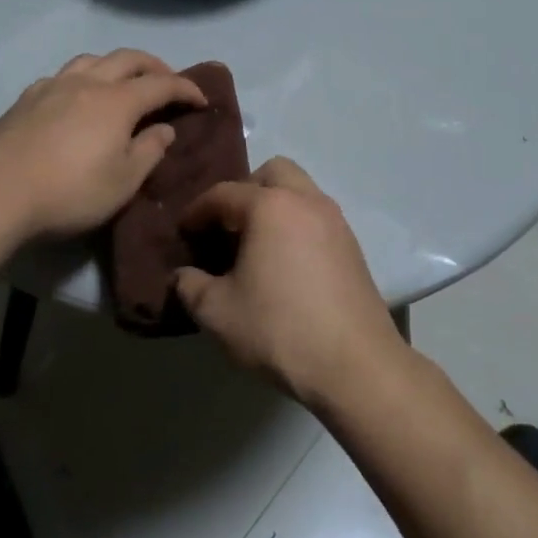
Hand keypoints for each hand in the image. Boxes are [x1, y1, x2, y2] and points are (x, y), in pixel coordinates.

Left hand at [0, 51, 205, 241]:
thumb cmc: (70, 193)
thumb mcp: (123, 182)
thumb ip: (149, 151)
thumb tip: (164, 129)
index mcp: (117, 101)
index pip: (162, 84)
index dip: (186, 88)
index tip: (202, 99)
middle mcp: (87, 82)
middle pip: (128, 59)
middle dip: (155, 66)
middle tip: (169, 82)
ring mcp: (53, 86)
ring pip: (93, 59)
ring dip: (117, 65)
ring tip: (124, 82)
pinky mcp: (27, 98)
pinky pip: (65, 74)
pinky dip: (85, 77)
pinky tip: (79, 96)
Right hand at [174, 158, 405, 408]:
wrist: (355, 365)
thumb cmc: (279, 330)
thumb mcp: (218, 313)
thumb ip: (191, 286)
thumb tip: (182, 275)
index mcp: (270, 206)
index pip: (223, 193)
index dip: (197, 211)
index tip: (183, 233)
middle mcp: (306, 201)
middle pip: (272, 173)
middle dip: (244, 191)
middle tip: (226, 227)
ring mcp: (336, 221)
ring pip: (300, 192)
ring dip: (274, 206)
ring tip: (255, 246)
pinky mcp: (353, 246)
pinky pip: (316, 217)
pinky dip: (296, 225)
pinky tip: (285, 264)